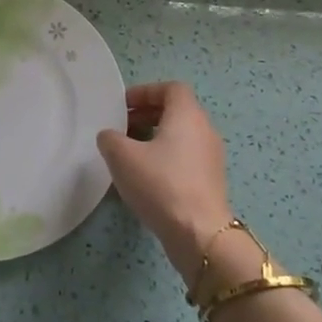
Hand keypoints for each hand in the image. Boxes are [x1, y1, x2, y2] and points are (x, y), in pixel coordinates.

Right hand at [96, 81, 234, 282]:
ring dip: (155, 138)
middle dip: (147, 115)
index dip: (146, 92)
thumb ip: (110, 138)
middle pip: (177, 111)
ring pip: (181, 136)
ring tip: (129, 155)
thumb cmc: (161, 184)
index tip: (123, 106)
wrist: (199, 233)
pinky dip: (166, 158)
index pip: (172, 89)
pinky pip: (185, 158)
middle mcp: (205, 130)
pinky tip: (145, 179)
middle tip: (122, 129)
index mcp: (187, 115)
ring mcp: (211, 158)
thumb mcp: (122, 157)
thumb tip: (111, 137)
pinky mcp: (210, 182)